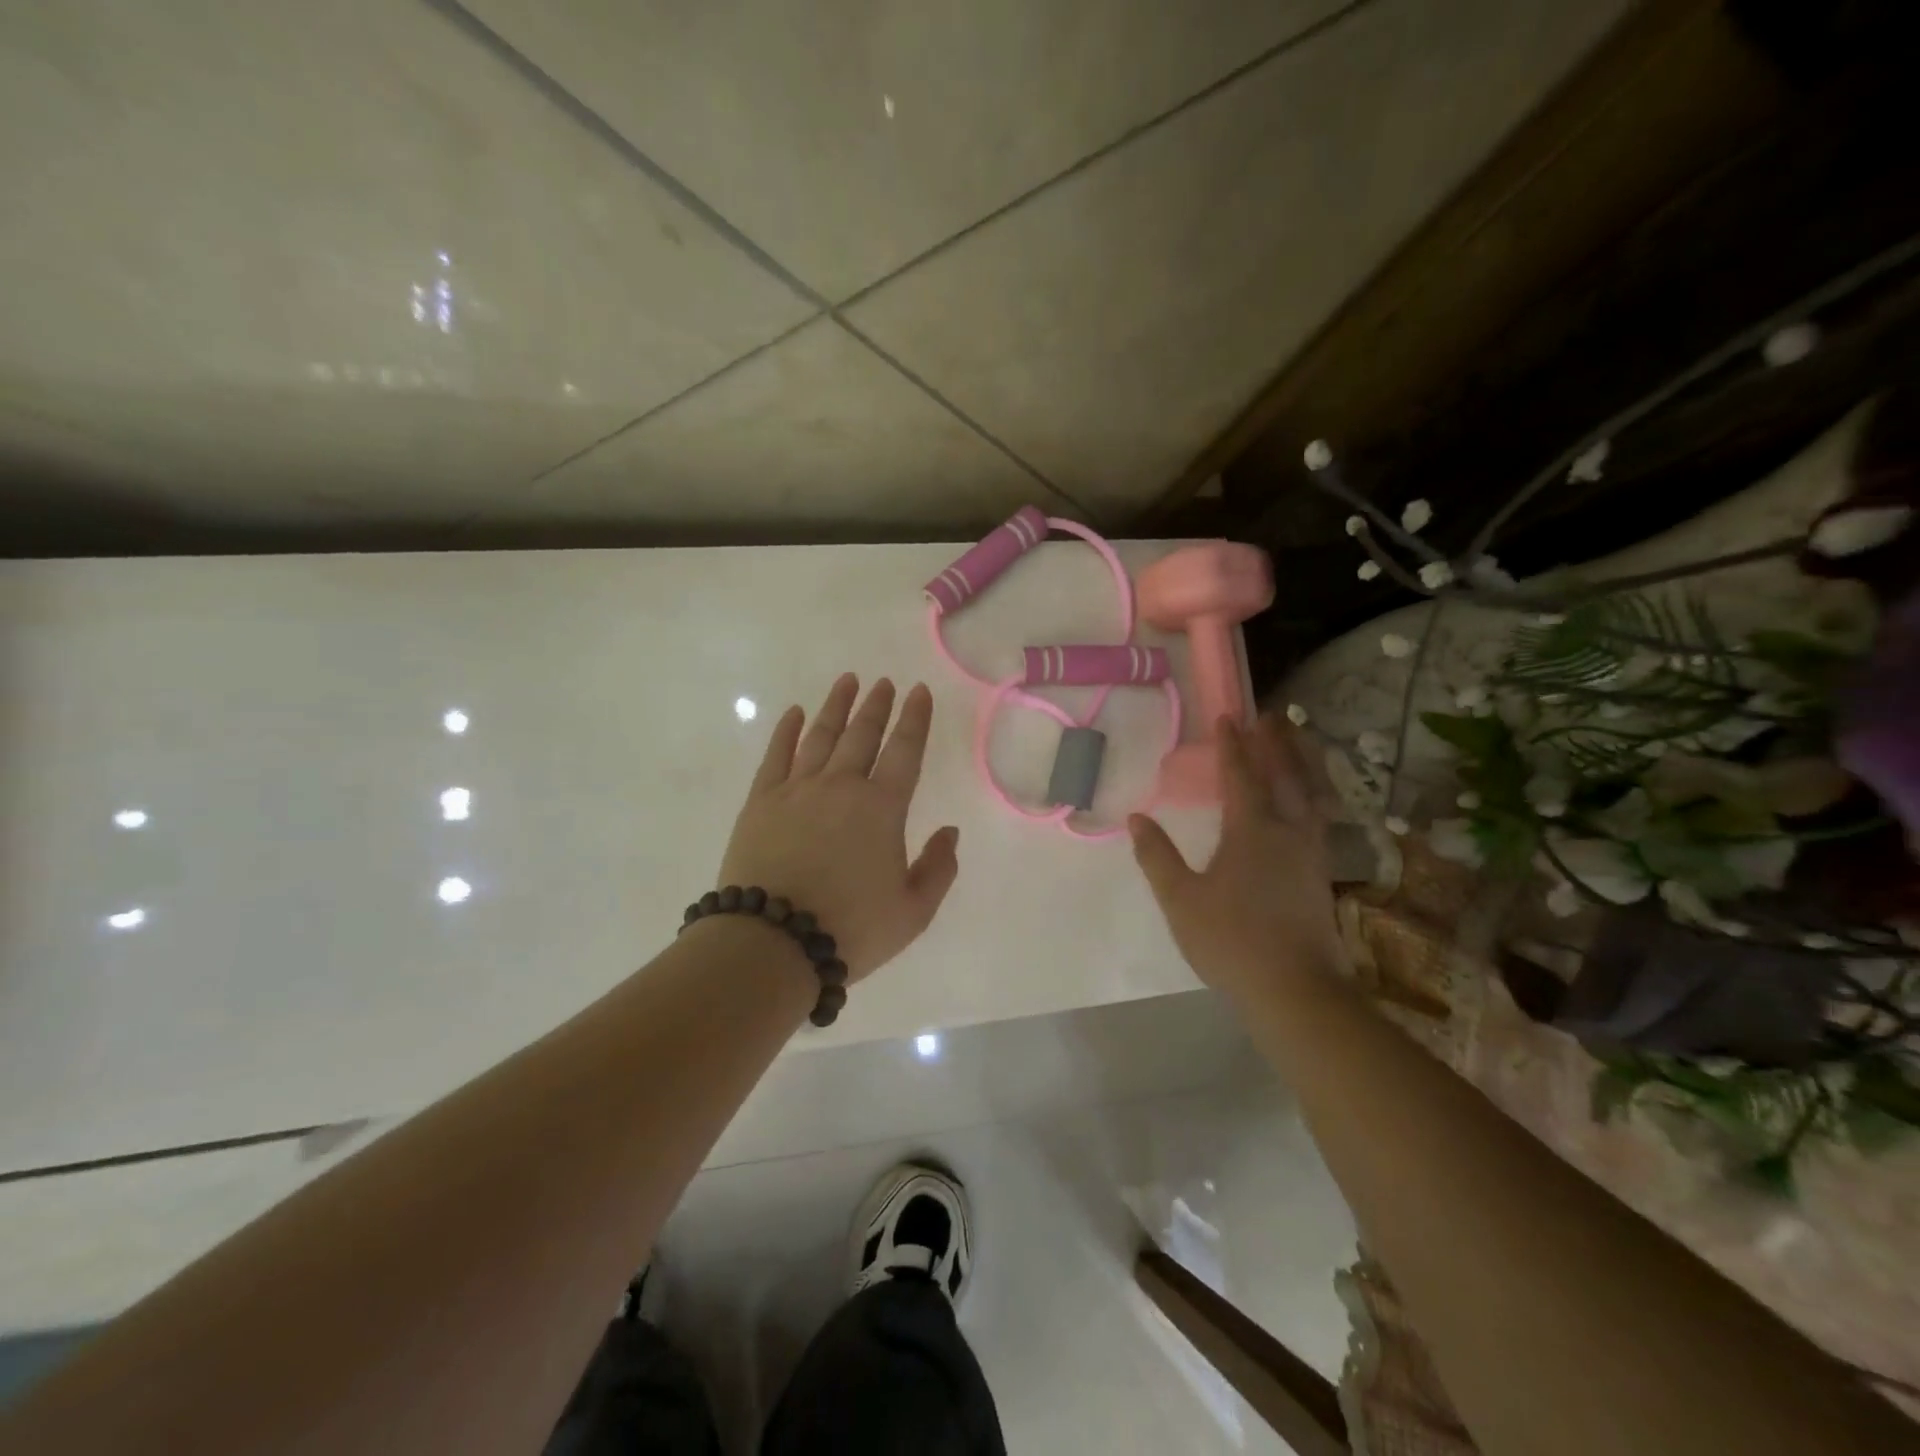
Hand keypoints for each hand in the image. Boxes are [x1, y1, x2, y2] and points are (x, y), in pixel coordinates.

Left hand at [718, 674, 959, 983]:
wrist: (772, 943)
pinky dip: (787, 731)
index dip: (915, 719)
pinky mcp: (761, 801)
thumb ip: (939, 868)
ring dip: (836, 706)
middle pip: (862, 735)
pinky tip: (794, 713)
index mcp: (882, 808)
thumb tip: (950, 832)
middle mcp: (841, 787)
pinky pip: (776, 755)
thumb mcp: (913, 912)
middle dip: (877, 706)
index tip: (918, 691)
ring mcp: (797, 790)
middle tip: (884, 682)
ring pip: (820, 736)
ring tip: (847, 682)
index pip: (904, 751)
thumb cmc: (850, 929)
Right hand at [1129, 715, 1346, 1001]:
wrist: (1295, 989)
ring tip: (1296, 743)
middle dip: (1276, 743)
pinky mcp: (1321, 873)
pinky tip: (1307, 802)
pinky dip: (1312, 793)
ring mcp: (1311, 852)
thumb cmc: (1231, 940)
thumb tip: (1136, 819)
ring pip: (1310, 793)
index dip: (1232, 746)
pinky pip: (1318, 815)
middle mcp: (1288, 831)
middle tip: (1269, 715)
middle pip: (1286, 775)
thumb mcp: (1181, 900)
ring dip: (1301, 763)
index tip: (1227, 717)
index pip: (1241, 776)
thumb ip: (1157, 857)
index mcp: (1252, 831)